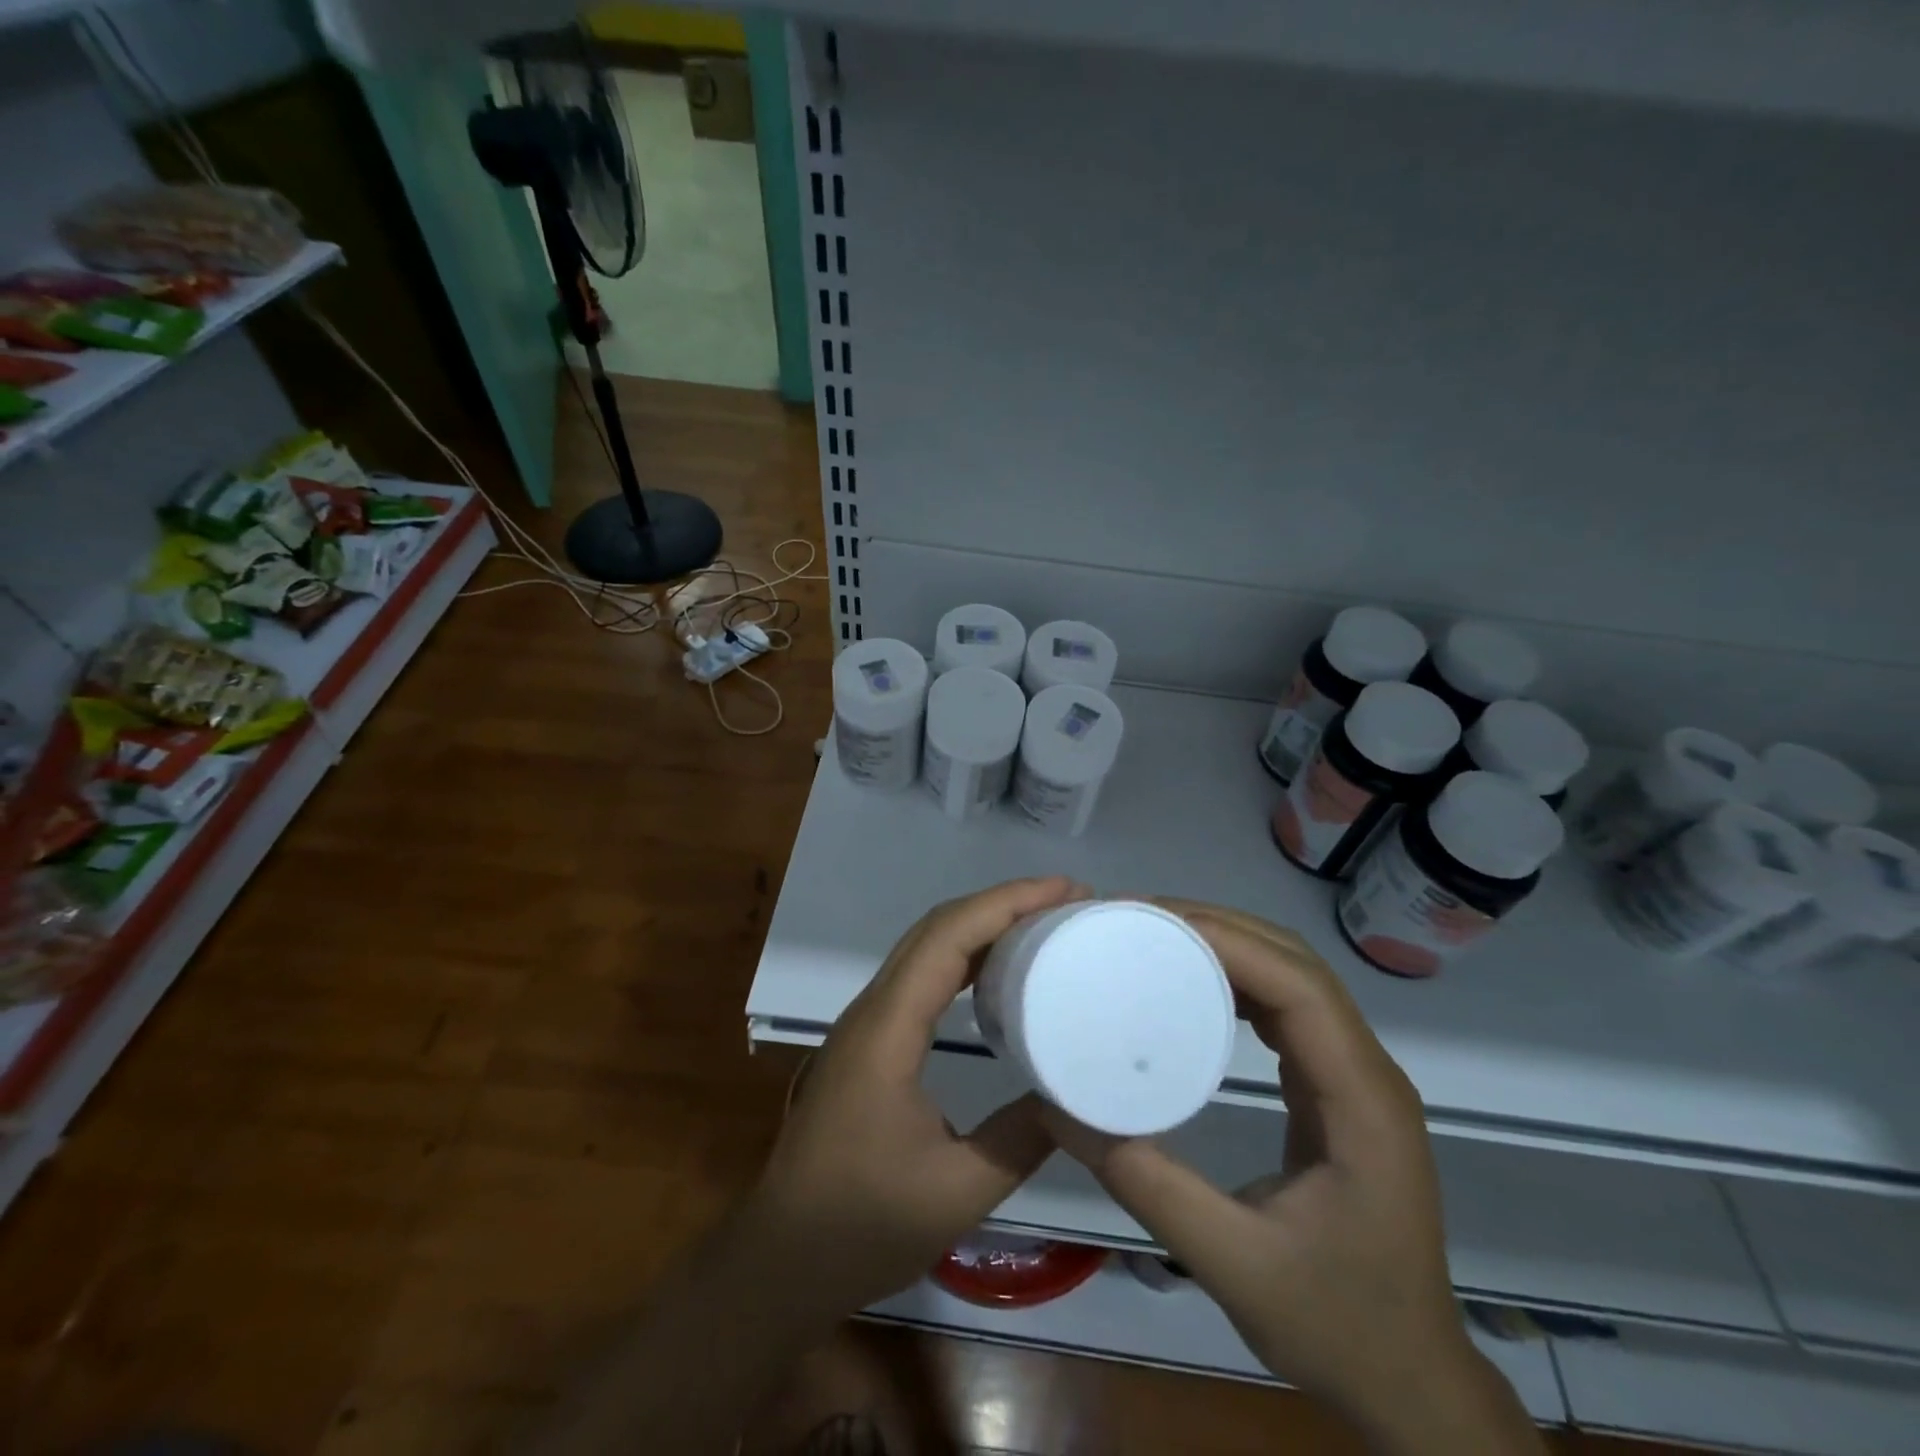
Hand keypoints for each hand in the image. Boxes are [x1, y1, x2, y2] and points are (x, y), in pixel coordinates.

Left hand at [743, 876, 1085, 1313]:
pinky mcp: (872, 1039)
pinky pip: (922, 974)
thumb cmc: (863, 1224)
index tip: (1064, 891)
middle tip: (1065, 901)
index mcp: (888, 1027)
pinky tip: (999, 972)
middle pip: (937, 927)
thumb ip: (1020, 1140)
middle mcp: (874, 1008)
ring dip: (983, 924)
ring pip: (927, 946)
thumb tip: (1075, 1099)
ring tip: (1042, 924)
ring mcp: (868, 1021)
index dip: (1006, 903)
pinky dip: (965, 955)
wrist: (784, 1257)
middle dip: (1001, 903)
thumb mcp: (956, 1192)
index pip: (948, 936)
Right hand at [1044, 902, 1535, 1451]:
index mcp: (1360, 1101)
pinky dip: (1240, 977)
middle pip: (1296, 965)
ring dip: (1228, 944)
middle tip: (1136, 921)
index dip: (1228, 941)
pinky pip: (1290, 1006)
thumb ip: (1143, 1181)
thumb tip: (1056, 1108)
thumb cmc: (1336, 1324)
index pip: (1299, 988)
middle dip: (1218, 928)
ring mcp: (1355, 1076)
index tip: (1151, 924)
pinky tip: (1192, 983)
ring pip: (1295, 976)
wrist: (1410, 1381)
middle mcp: (1367, 1071)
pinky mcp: (1336, 1087)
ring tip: (1154, 938)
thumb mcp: (1231, 1262)